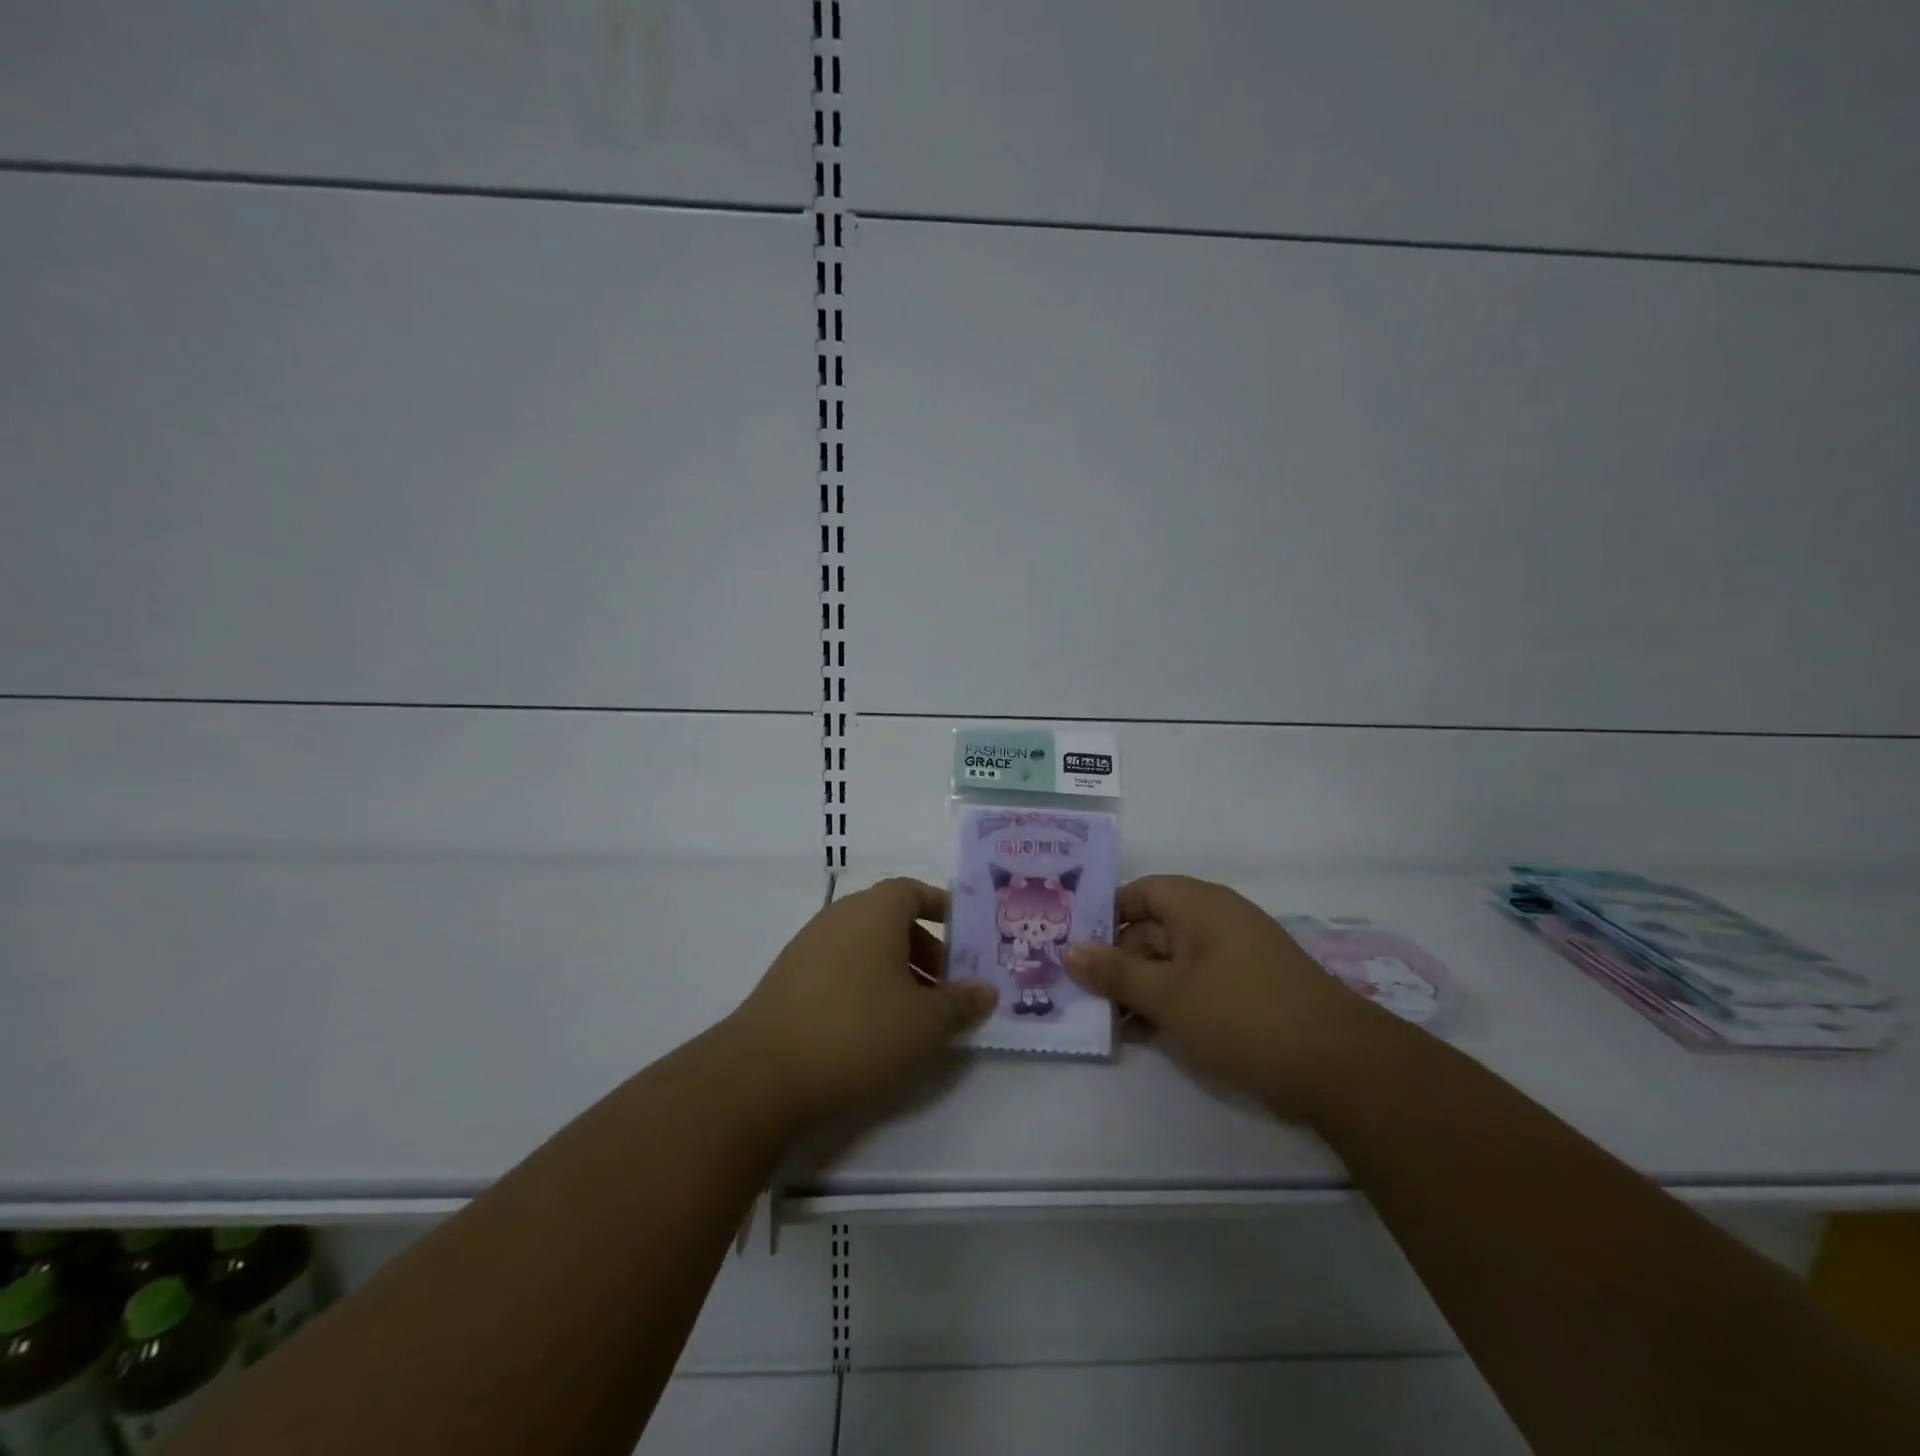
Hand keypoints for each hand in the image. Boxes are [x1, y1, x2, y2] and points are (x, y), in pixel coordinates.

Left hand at [726, 878, 995, 1134]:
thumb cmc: (857, 1031)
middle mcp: (840, 917)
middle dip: (926, 949)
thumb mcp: (924, 1023)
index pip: (914, 890)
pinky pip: (841, 968)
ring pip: (866, 947)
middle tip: (948, 988)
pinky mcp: (788, 979)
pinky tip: (874, 1029)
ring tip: (917, 1015)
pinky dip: (866, 986)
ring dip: (896, 972)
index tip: (965, 935)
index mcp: (874, 911)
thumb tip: (986, 990)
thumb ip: (960, 1003)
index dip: (942, 908)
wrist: (762, 1073)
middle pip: (892, 920)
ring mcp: (809, 946)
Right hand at [1065, 875, 1383, 1117]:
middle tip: (1083, 996)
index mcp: (1198, 904)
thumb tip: (1067, 950)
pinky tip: (1147, 1034)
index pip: (1137, 892)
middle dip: (1117, 960)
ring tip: (1111, 1023)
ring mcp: (1235, 955)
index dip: (1103, 915)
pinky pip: (1195, 983)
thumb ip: (1115, 972)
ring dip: (1140, 987)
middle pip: (1151, 928)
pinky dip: (1170, 1002)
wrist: (1341, 1067)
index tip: (1073, 947)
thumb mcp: (1168, 995)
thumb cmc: (1243, 1016)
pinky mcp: (1248, 988)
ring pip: (1171, 960)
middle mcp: (1216, 920)